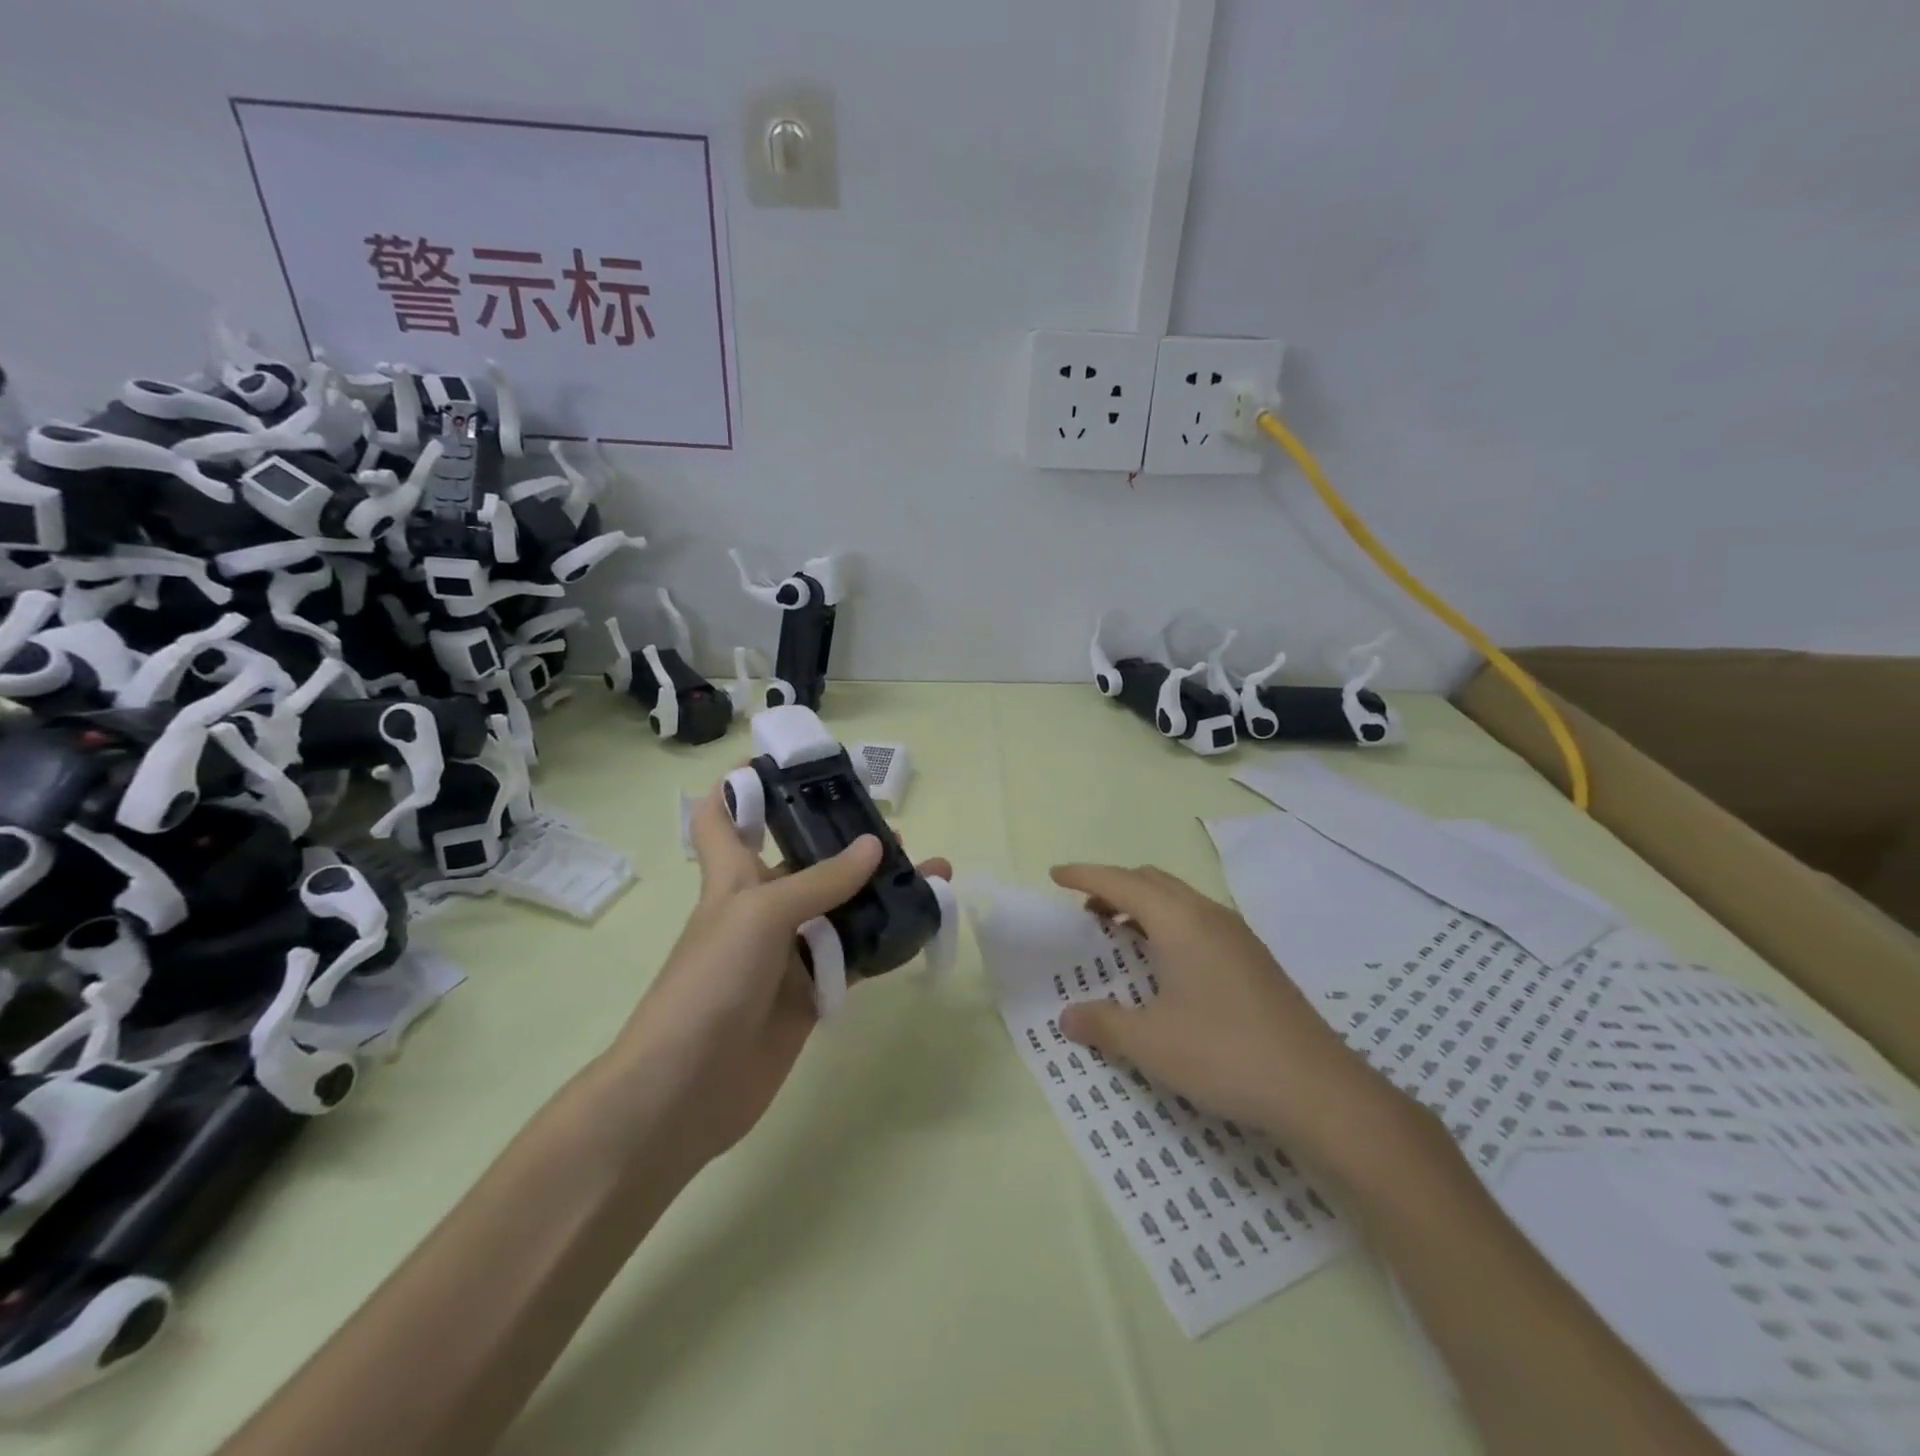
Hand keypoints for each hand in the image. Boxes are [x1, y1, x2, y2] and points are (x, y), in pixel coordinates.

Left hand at [613, 783, 949, 1166]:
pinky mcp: (809, 994)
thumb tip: (876, 847)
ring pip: (840, 910)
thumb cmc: (709, 982)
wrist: (686, 1090)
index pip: (722, 818)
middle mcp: (761, 908)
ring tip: (932, 874)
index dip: (740, 785)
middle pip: (805, 862)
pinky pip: (854, 959)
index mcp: (732, 878)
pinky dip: (885, 942)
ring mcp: (787, 953)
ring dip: (880, 892)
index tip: (782, 763)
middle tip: (898, 832)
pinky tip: (922, 925)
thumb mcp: (759, 914)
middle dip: (846, 842)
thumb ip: (820, 882)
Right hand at [1049, 864, 1423, 1175]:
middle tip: (1084, 910)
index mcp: (1180, 922)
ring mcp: (1237, 935)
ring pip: (1179, 900)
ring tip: (1118, 936)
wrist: (1319, 1090)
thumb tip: (1069, 1017)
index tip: (1055, 875)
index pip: (1121, 882)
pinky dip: (1168, 924)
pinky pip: (1198, 921)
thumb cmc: (1224, 1055)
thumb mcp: (1151, 1044)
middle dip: (1114, 886)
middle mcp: (1208, 915)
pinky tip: (1164, 966)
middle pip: (1152, 881)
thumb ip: (1104, 1024)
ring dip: (1142, 906)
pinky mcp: (1254, 958)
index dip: (1084, 875)